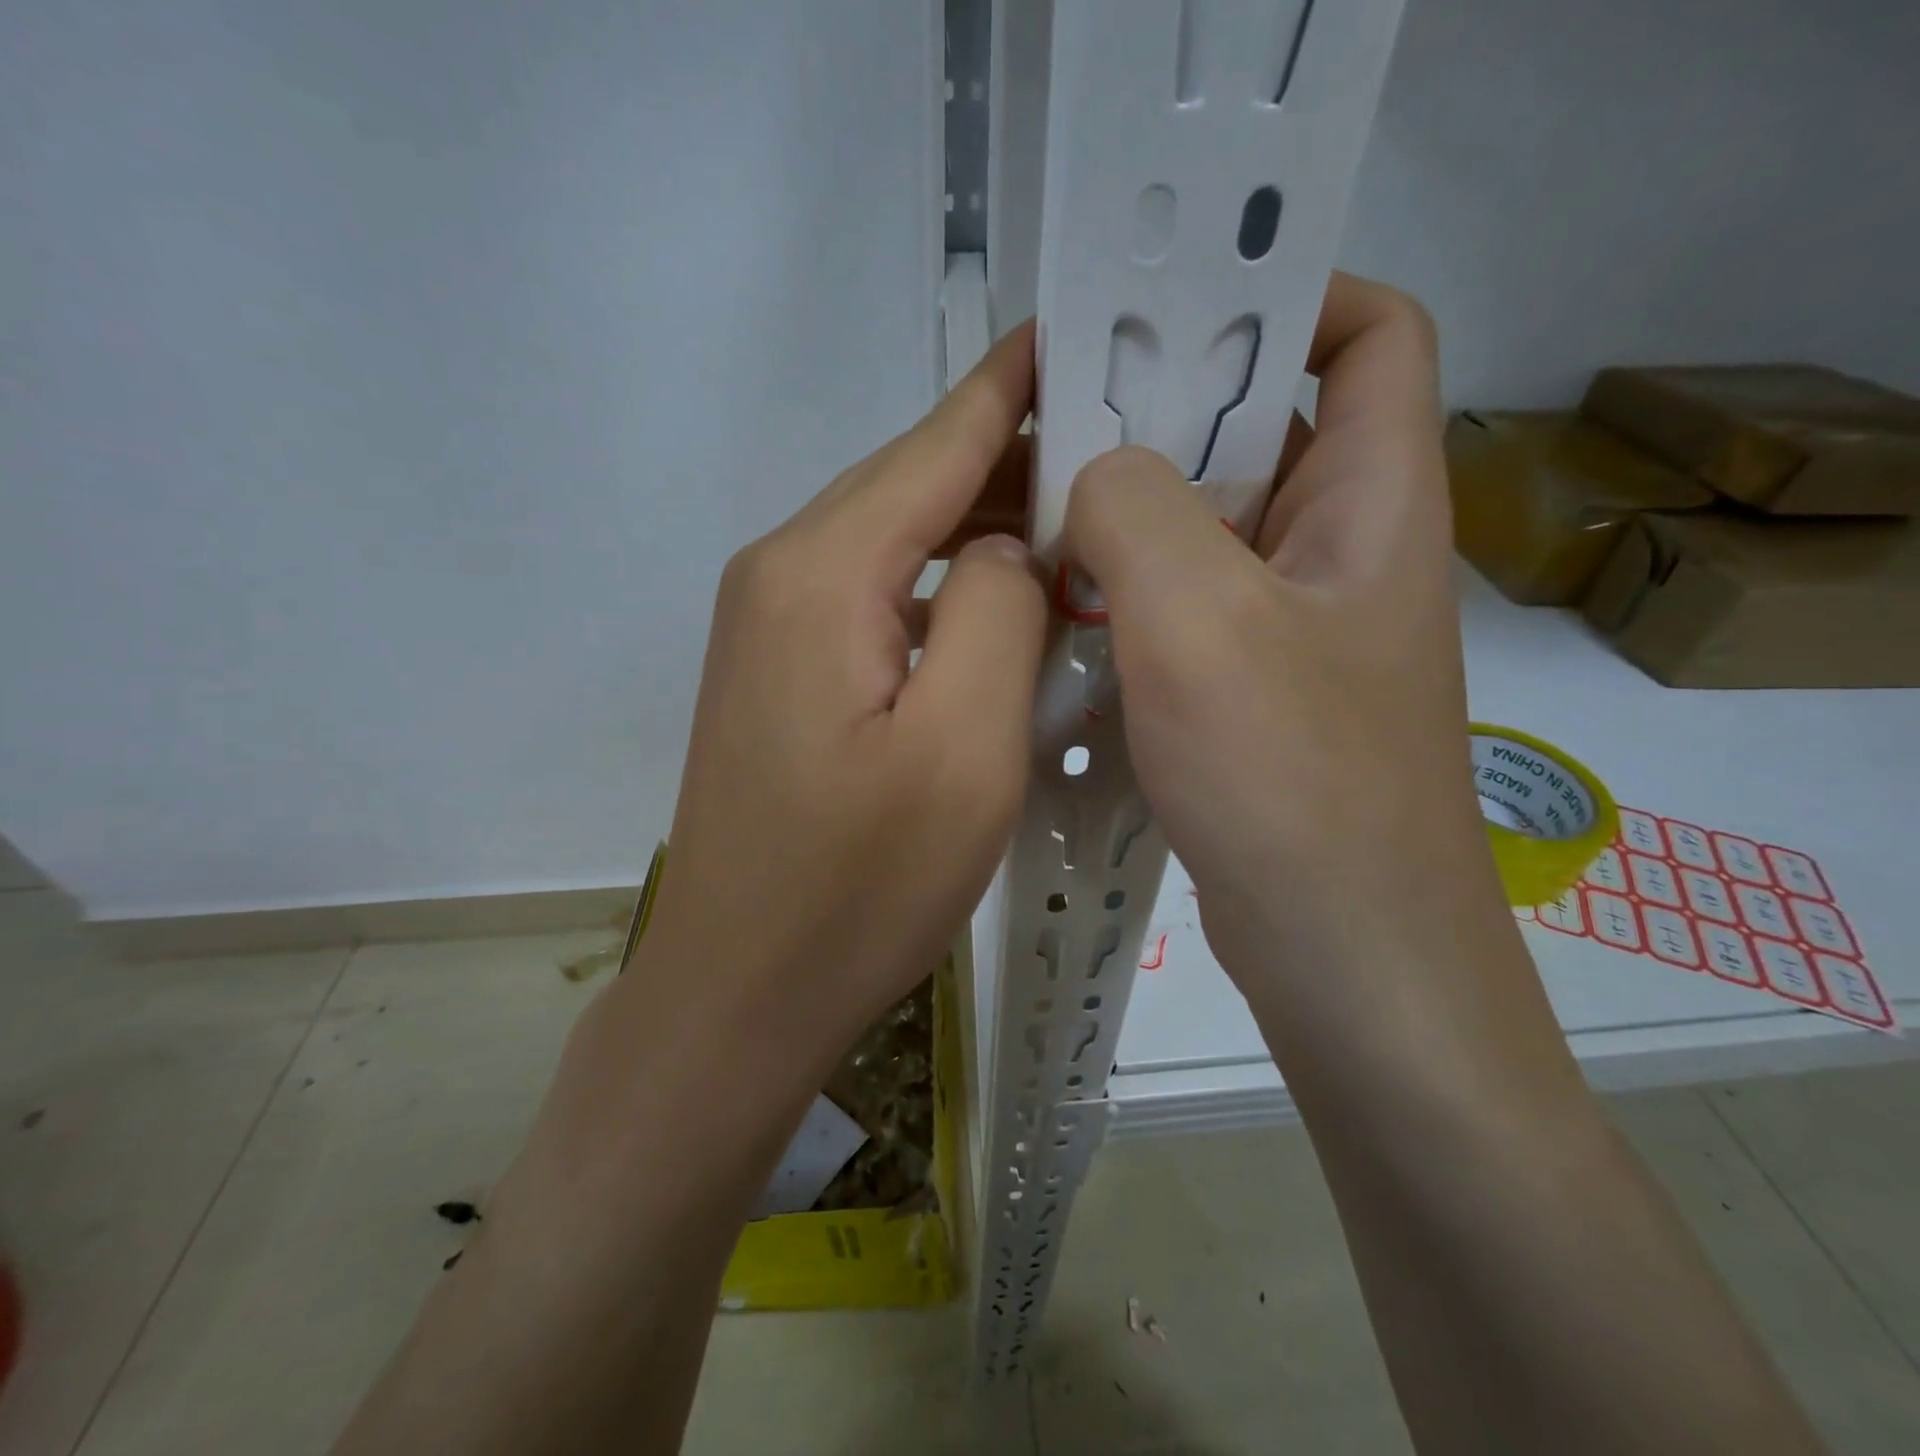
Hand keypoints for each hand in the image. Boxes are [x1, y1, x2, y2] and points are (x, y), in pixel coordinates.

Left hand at [639, 323, 1046, 1062]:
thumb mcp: (963, 751)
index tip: (1077, 327)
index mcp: (821, 573)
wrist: (741, 990)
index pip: (936, 442)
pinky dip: (943, 585)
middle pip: (912, 483)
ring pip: (895, 540)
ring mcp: (769, 625)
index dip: (1011, 385)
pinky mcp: (779, 673)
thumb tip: (1004, 549)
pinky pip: (876, 595)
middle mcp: (780, 574)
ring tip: (1075, 521)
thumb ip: (996, 614)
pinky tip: (998, 605)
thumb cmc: (856, 889)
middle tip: (1116, 445)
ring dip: (980, 526)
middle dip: (1010, 457)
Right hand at [1062, 275, 1507, 1040]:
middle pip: (1263, 430)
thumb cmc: (1293, 779)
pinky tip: (1060, 615)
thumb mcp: (1202, 621)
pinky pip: (1186, 608)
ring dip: (1132, 515)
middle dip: (1164, 413)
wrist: (1343, 952)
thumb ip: (1136, 512)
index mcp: (1373, 501)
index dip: (1289, 294)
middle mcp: (1342, 551)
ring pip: (1212, 528)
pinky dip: (1128, 596)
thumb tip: (1091, 474)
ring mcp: (1296, 628)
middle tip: (1059, 424)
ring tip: (1038, 516)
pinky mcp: (1253, 691)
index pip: (1370, 334)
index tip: (1173, 319)